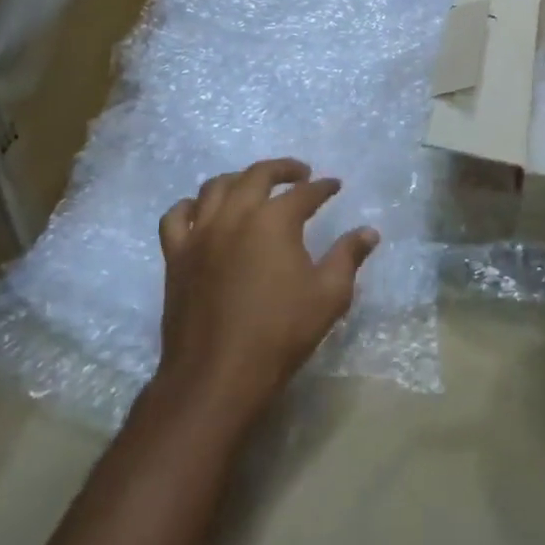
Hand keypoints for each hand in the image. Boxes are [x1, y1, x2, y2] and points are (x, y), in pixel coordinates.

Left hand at [155, 158, 378, 419]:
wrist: (217, 375)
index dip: (323, 187)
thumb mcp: (329, 295)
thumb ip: (348, 256)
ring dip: (240, 179)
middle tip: (300, 173)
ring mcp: (200, 234)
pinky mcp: (176, 256)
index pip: (304, 193)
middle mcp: (235, 215)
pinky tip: (203, 212)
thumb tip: (369, 232)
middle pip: (257, 175)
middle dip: (282, 169)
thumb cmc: (280, 334)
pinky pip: (177, 217)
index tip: (334, 186)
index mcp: (274, 221)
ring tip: (254, 186)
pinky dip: (191, 206)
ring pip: (216, 187)